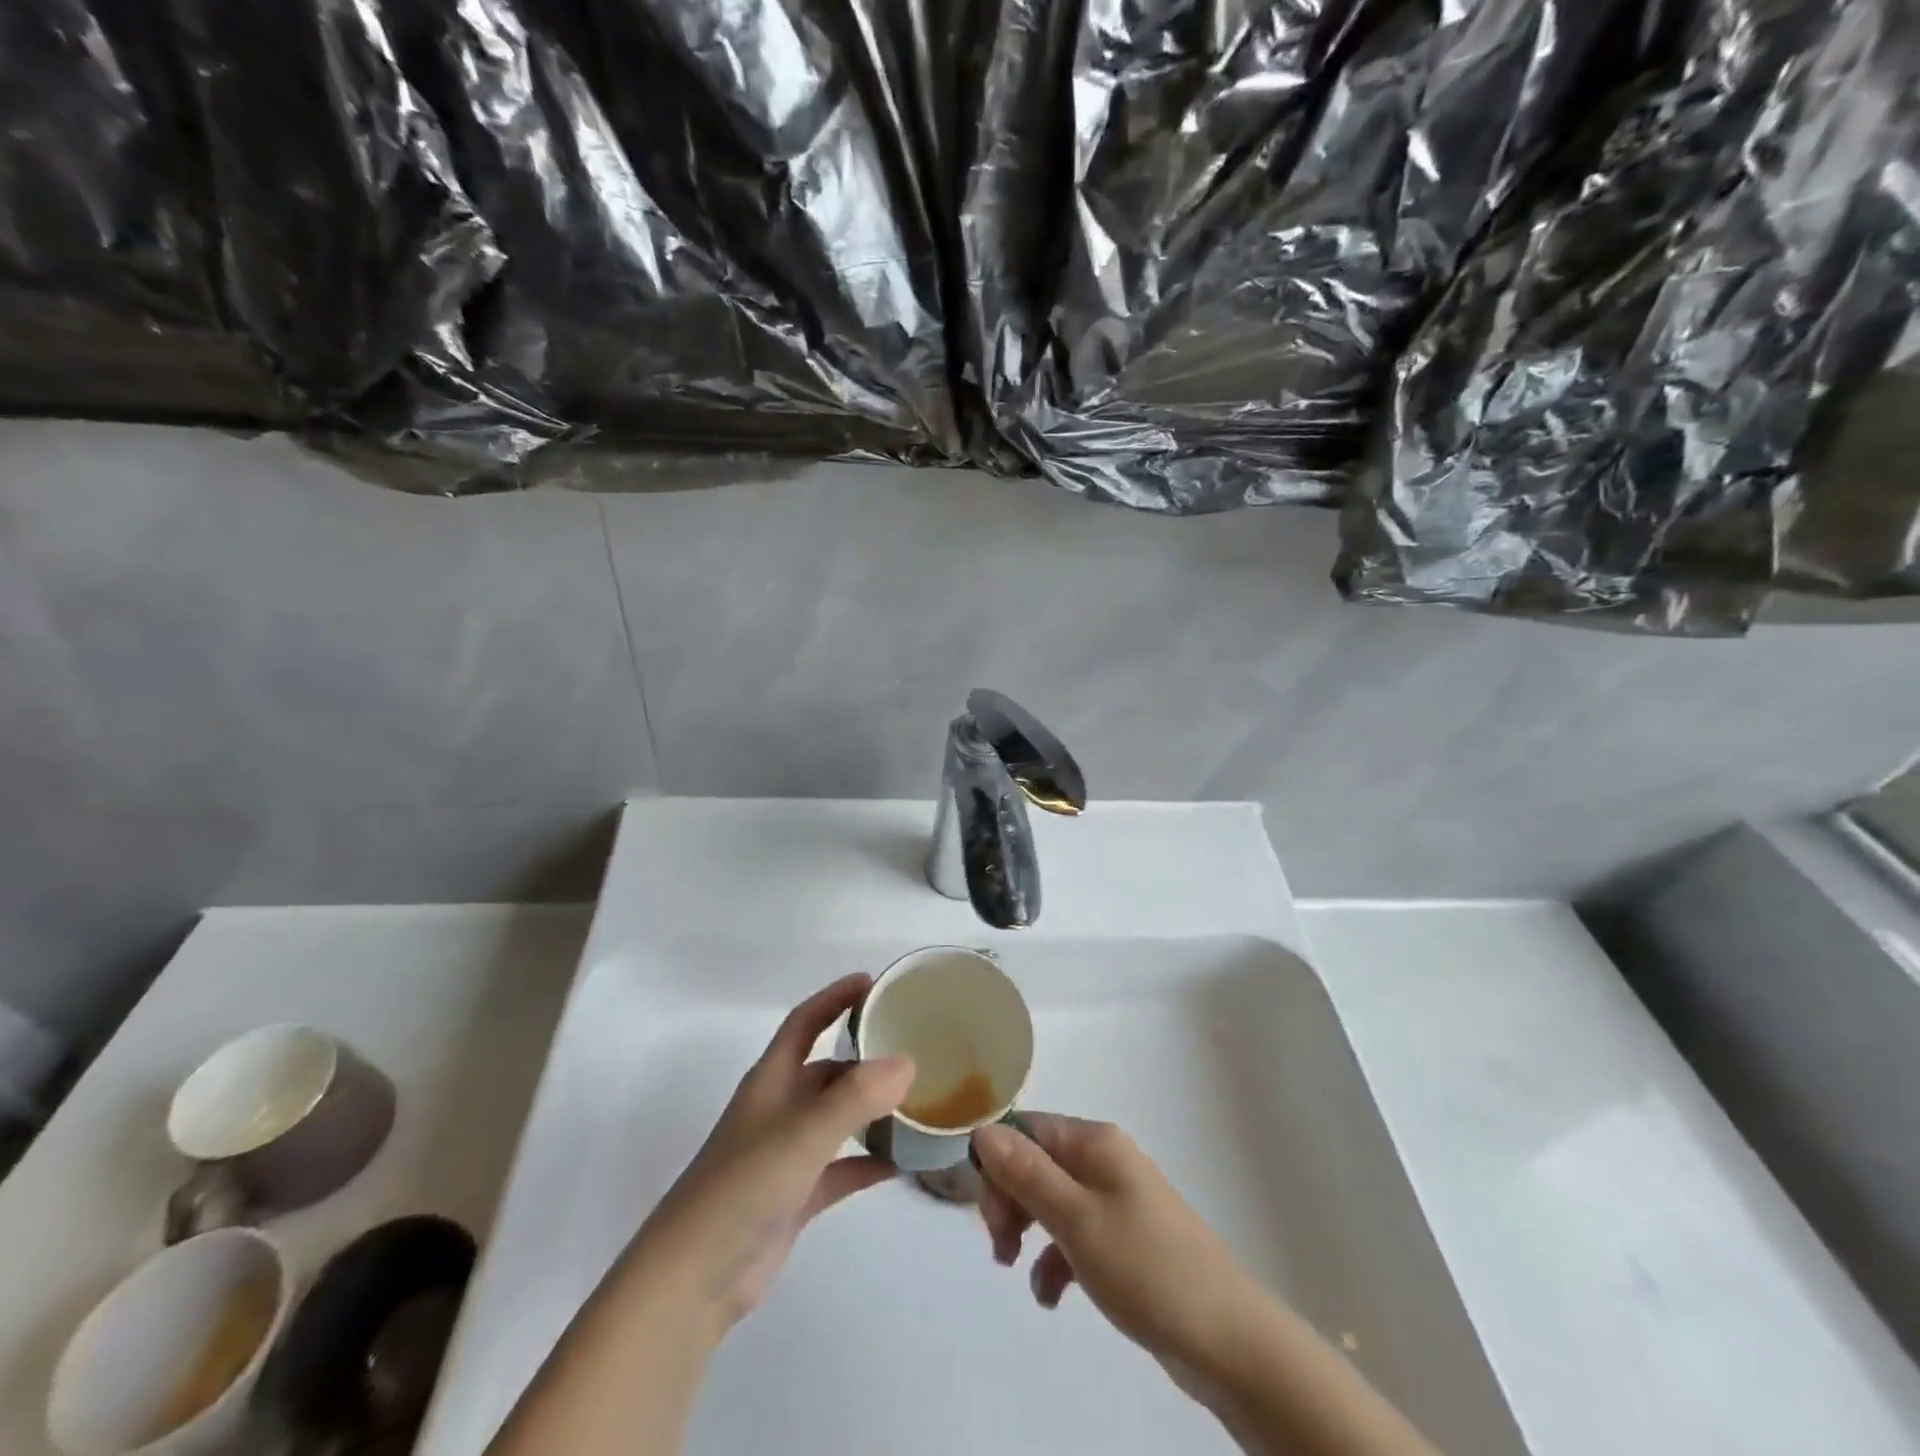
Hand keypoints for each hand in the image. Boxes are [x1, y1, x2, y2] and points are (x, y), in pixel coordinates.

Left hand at [634, 974, 915, 1332]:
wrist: (693, 1279)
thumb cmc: (743, 1187)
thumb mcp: (802, 1134)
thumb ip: (855, 1098)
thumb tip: (907, 1062)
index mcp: (772, 1080)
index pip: (805, 1022)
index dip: (834, 998)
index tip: (872, 982)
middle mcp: (780, 1108)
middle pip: (828, 1069)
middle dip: (866, 1056)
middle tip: (914, 1047)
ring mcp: (787, 1153)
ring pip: (838, 1118)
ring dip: (872, 1109)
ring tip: (919, 1101)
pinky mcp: (796, 1195)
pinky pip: (842, 1168)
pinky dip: (869, 1162)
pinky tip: (903, 1163)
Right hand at [971, 1115, 1254, 1381]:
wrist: (1226, 1340)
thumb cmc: (1145, 1268)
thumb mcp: (1076, 1220)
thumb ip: (1026, 1174)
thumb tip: (982, 1129)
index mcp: (1095, 1142)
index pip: (1026, 1129)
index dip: (997, 1163)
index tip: (985, 1211)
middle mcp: (1105, 1160)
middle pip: (1036, 1162)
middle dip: (1010, 1200)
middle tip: (1001, 1246)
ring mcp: (1117, 1199)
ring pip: (1051, 1199)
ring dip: (1026, 1229)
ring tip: (1015, 1269)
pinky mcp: (1124, 1239)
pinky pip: (1074, 1234)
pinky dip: (1055, 1259)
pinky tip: (1051, 1296)